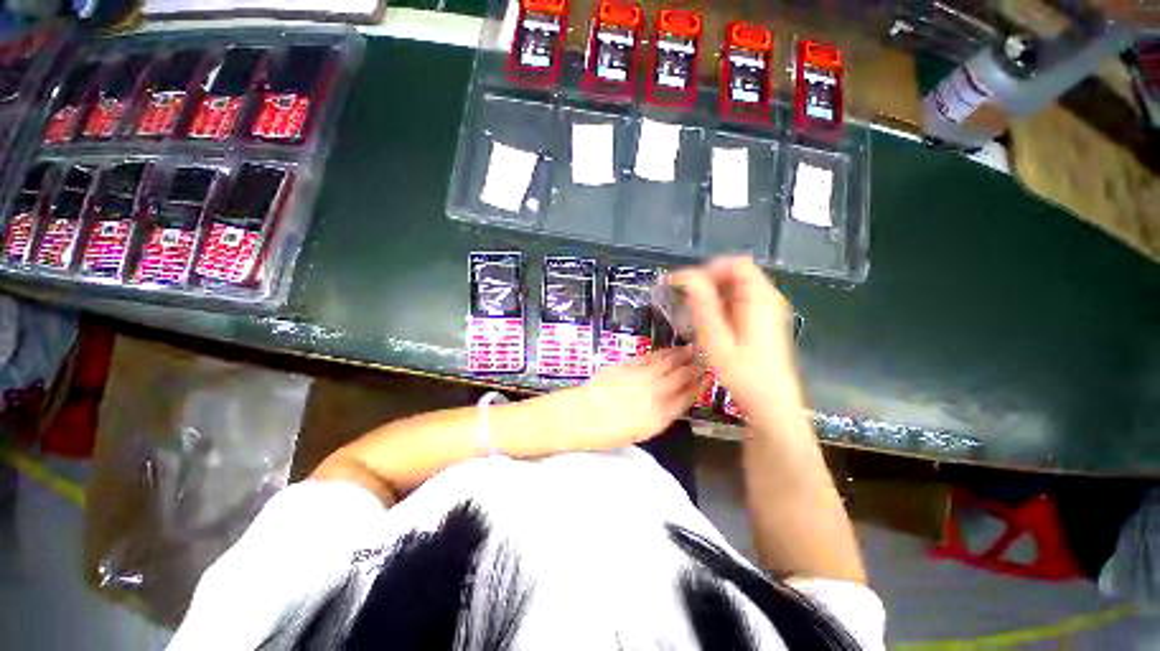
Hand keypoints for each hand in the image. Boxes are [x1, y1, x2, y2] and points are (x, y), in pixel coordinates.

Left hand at [538, 347, 704, 452]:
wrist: (580, 415)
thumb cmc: (608, 432)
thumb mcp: (641, 433)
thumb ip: (661, 416)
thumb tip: (675, 402)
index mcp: (660, 416)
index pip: (687, 397)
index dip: (699, 386)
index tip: (708, 378)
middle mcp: (655, 394)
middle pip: (681, 376)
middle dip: (695, 367)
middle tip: (705, 359)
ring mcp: (641, 376)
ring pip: (667, 362)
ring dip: (681, 355)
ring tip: (691, 349)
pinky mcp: (628, 366)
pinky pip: (650, 357)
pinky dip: (662, 353)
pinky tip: (667, 351)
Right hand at [669, 257, 801, 419]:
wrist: (772, 406)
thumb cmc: (743, 375)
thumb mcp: (716, 339)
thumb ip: (702, 304)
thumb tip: (686, 276)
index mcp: (760, 299)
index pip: (735, 264)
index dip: (708, 269)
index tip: (686, 285)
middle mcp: (767, 299)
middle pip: (735, 274)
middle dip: (707, 283)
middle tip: (685, 302)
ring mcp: (767, 311)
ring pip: (735, 289)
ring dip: (712, 296)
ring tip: (693, 315)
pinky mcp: (763, 323)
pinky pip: (738, 303)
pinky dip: (720, 307)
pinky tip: (708, 325)